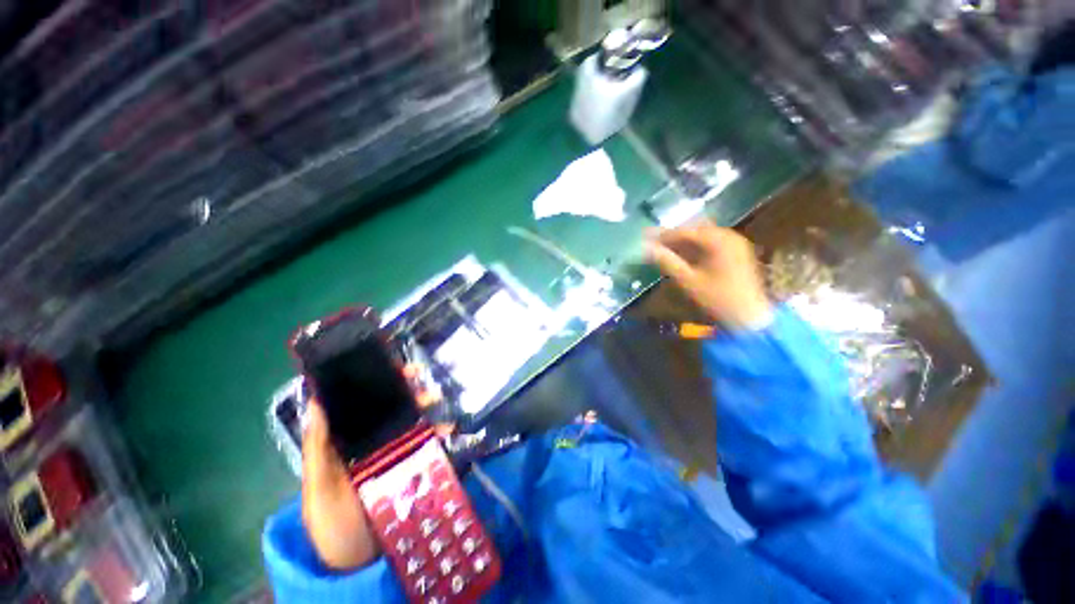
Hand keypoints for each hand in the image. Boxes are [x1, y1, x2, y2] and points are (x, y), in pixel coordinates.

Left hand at [299, 366, 446, 570]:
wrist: (359, 563)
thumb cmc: (332, 523)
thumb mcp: (319, 487)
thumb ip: (318, 449)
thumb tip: (316, 401)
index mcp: (347, 443)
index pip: (359, 405)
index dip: (372, 382)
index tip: (386, 365)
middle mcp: (373, 443)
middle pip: (390, 408)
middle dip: (405, 388)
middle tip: (419, 375)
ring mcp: (396, 454)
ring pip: (412, 421)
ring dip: (424, 406)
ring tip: (434, 397)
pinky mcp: (415, 466)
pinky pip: (429, 444)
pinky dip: (439, 433)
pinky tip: (447, 428)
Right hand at [645, 221, 771, 328]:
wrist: (749, 317)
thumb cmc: (717, 298)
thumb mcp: (688, 281)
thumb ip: (666, 262)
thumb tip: (646, 248)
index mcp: (718, 240)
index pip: (685, 231)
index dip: (663, 235)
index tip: (645, 239)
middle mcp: (729, 236)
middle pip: (695, 230)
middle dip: (673, 236)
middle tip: (654, 243)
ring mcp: (735, 244)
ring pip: (703, 236)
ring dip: (684, 242)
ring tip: (665, 250)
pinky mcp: (737, 253)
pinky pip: (712, 243)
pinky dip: (696, 247)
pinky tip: (684, 256)